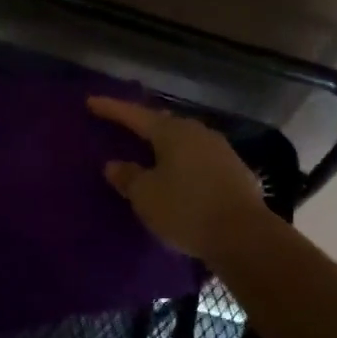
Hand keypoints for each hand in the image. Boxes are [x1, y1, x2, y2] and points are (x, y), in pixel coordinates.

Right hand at [86, 96, 267, 263]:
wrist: (244, 235)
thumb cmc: (186, 209)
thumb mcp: (146, 196)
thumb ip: (128, 177)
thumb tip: (114, 164)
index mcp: (173, 132)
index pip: (135, 115)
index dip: (112, 109)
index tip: (91, 101)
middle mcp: (198, 133)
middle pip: (163, 124)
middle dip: (142, 125)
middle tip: (123, 125)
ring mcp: (220, 150)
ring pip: (184, 141)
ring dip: (165, 145)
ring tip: (149, 152)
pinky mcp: (235, 171)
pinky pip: (199, 159)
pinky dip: (183, 163)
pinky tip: (179, 175)